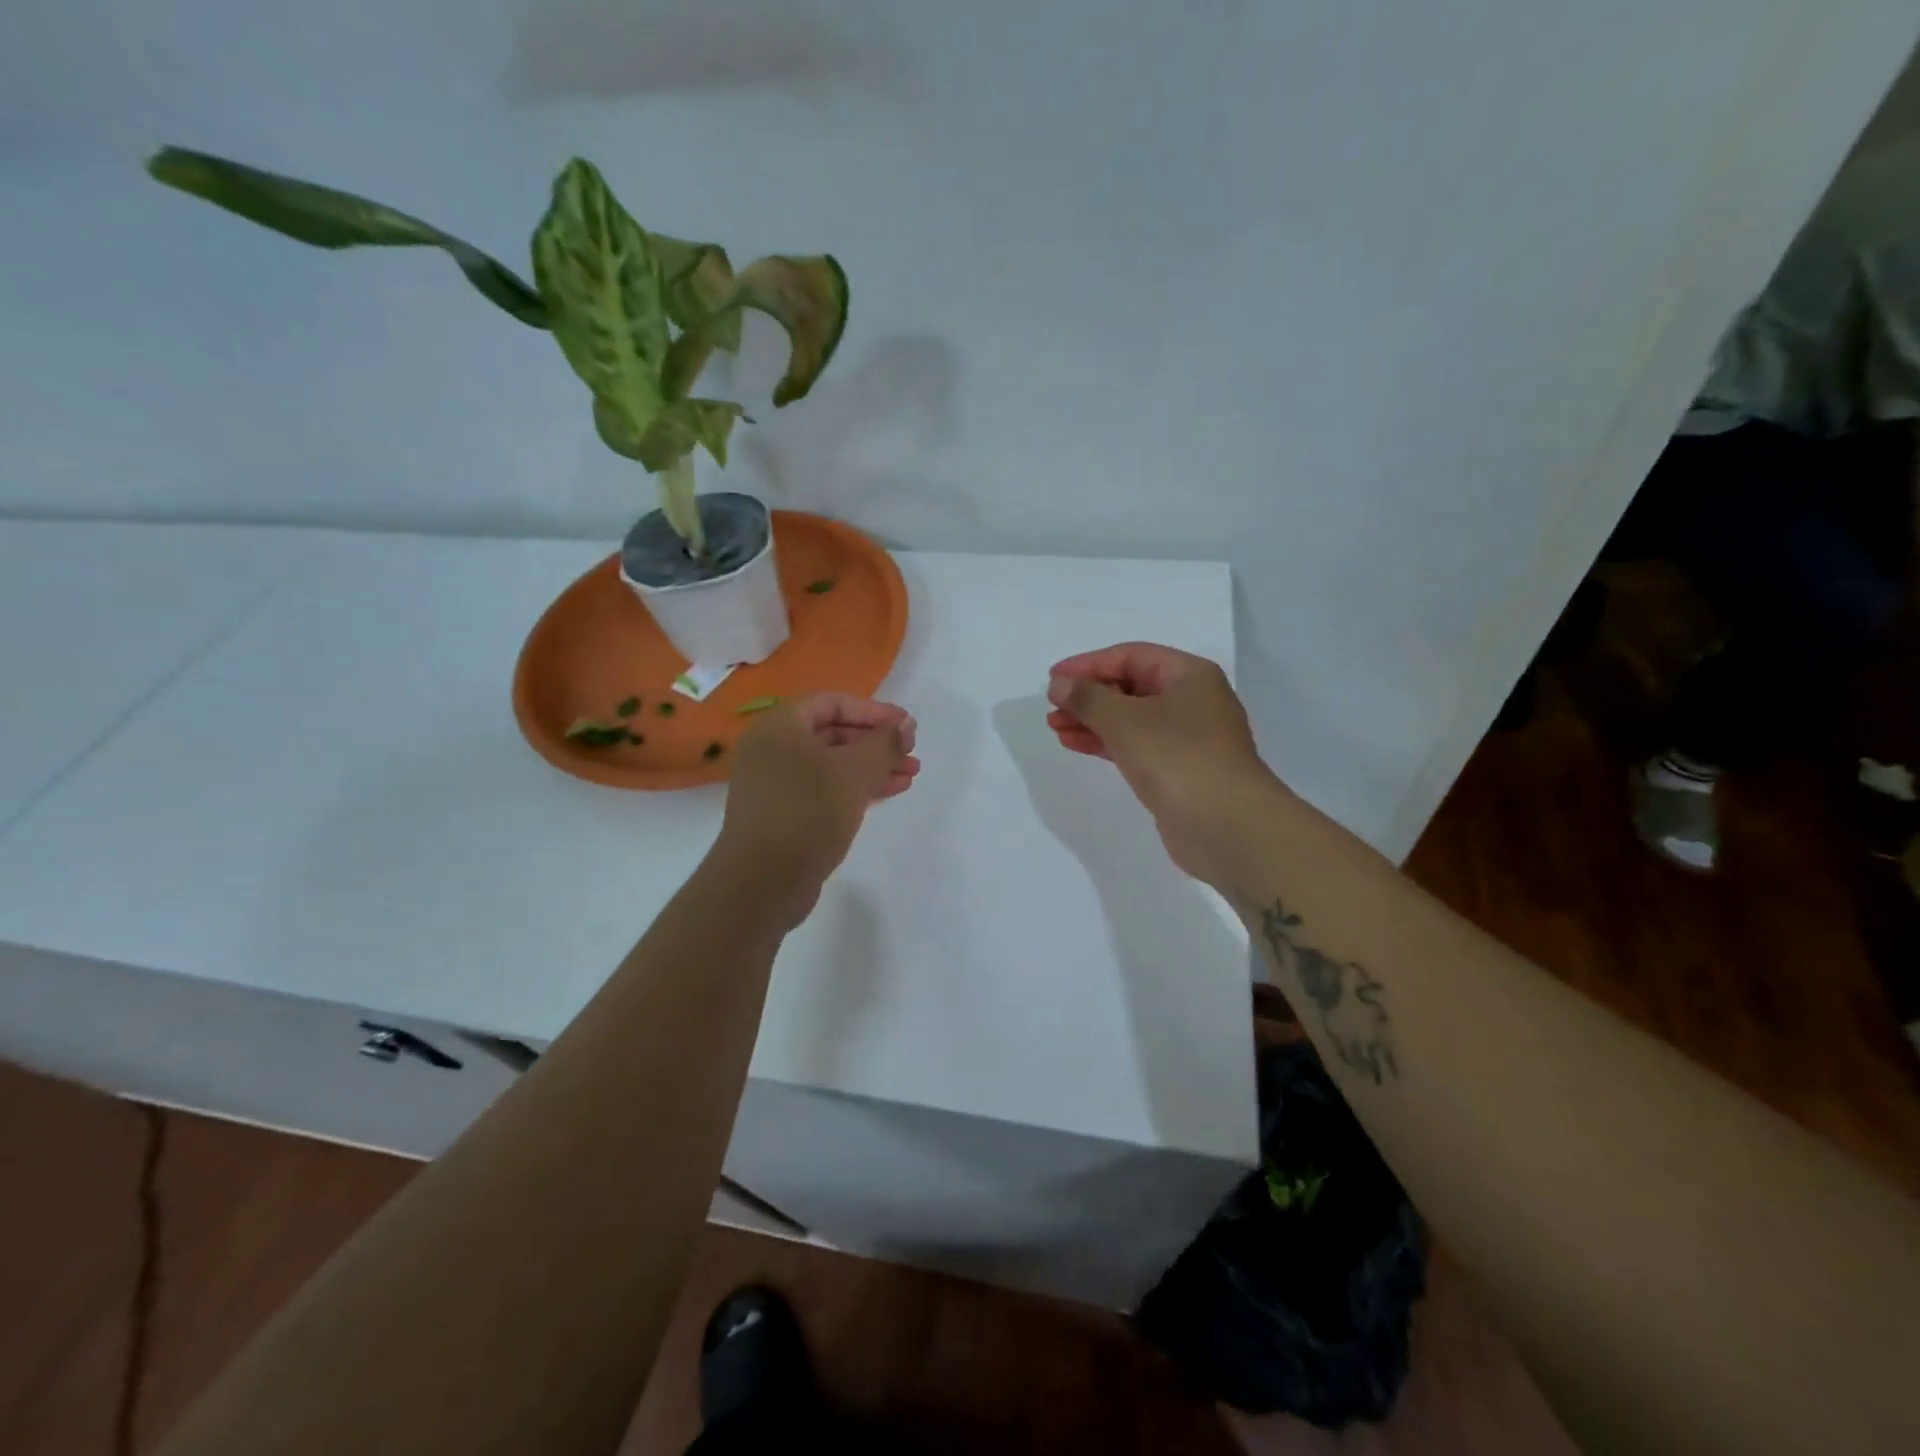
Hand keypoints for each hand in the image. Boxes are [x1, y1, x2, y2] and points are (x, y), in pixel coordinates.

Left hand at [714, 692, 920, 925]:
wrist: (761, 883)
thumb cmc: (807, 814)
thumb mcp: (853, 773)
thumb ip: (884, 744)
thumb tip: (906, 724)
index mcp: (779, 727)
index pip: (833, 703)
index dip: (874, 711)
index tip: (907, 727)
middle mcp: (772, 749)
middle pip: (832, 732)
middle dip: (876, 742)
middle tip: (911, 754)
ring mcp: (775, 783)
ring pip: (832, 763)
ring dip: (871, 766)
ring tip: (910, 775)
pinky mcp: (784, 813)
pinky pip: (824, 788)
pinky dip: (854, 787)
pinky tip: (887, 793)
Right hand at [1047, 643, 1279, 885]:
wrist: (1227, 827)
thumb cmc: (1177, 758)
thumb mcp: (1125, 720)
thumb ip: (1087, 698)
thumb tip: (1059, 683)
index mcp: (1189, 675)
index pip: (1131, 656)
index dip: (1088, 664)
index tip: (1053, 679)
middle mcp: (1192, 700)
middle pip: (1131, 686)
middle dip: (1089, 695)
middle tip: (1052, 707)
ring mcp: (1187, 738)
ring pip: (1131, 719)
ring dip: (1093, 720)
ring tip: (1055, 727)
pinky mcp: (1179, 770)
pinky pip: (1136, 745)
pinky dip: (1106, 742)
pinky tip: (1076, 744)